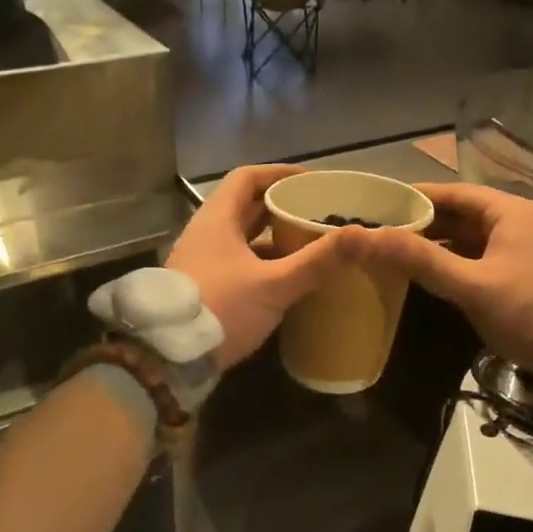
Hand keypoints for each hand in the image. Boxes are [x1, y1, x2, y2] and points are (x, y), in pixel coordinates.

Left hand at [167, 165, 365, 367]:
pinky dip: (264, 263)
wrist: (168, 357)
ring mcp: (203, 262)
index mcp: (217, 220)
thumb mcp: (274, 285)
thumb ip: (318, 261)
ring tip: (310, 243)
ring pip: (243, 238)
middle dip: (282, 207)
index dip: (279, 174)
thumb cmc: (220, 308)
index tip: (310, 182)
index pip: (247, 178)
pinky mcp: (205, 287)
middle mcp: (206, 234)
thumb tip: (364, 235)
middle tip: (318, 213)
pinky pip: (239, 263)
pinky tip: (288, 279)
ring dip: (274, 238)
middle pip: (246, 208)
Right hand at [355, 183, 532, 365]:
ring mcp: (527, 247)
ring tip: (399, 253)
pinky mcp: (528, 272)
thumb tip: (366, 236)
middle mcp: (521, 221)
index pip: (454, 193)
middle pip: (464, 214)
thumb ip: (421, 260)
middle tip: (383, 232)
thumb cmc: (528, 309)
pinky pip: (484, 257)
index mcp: (511, 212)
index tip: (381, 204)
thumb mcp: (472, 285)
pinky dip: (458, 262)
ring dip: (440, 244)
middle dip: (425, 223)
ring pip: (473, 238)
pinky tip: (433, 274)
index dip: (417, 197)